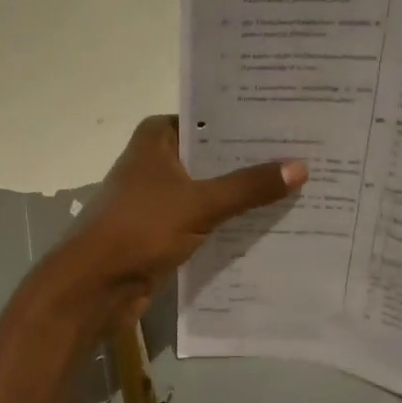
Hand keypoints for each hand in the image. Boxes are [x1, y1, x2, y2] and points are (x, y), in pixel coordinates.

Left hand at [51, 115, 305, 325]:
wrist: (94, 285)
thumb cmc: (140, 228)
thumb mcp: (200, 203)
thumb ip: (248, 186)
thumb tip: (301, 166)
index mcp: (157, 138)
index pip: (210, 117)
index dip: (247, 121)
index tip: (290, 121)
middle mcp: (158, 160)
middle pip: (213, 154)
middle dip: (253, 160)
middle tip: (307, 154)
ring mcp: (160, 196)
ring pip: (211, 188)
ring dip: (244, 193)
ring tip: (300, 187)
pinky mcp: (165, 229)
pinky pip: (206, 218)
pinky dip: (230, 220)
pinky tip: (270, 222)